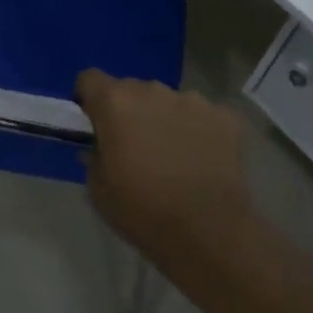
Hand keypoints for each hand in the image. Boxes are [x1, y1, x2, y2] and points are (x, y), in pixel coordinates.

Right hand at [77, 71, 254, 267]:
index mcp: (115, 102)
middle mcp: (153, 90)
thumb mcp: (98, 190)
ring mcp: (192, 100)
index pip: (89, 78)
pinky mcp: (225, 116)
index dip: (88, 99)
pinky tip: (202, 160)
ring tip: (173, 155)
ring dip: (163, 118)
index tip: (94, 124)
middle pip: (131, 89)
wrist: (209, 233)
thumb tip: (101, 145)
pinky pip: (202, 115)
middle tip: (134, 146)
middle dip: (128, 111)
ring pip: (168, 101)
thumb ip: (93, 156)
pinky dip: (198, 131)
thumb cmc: (143, 211)